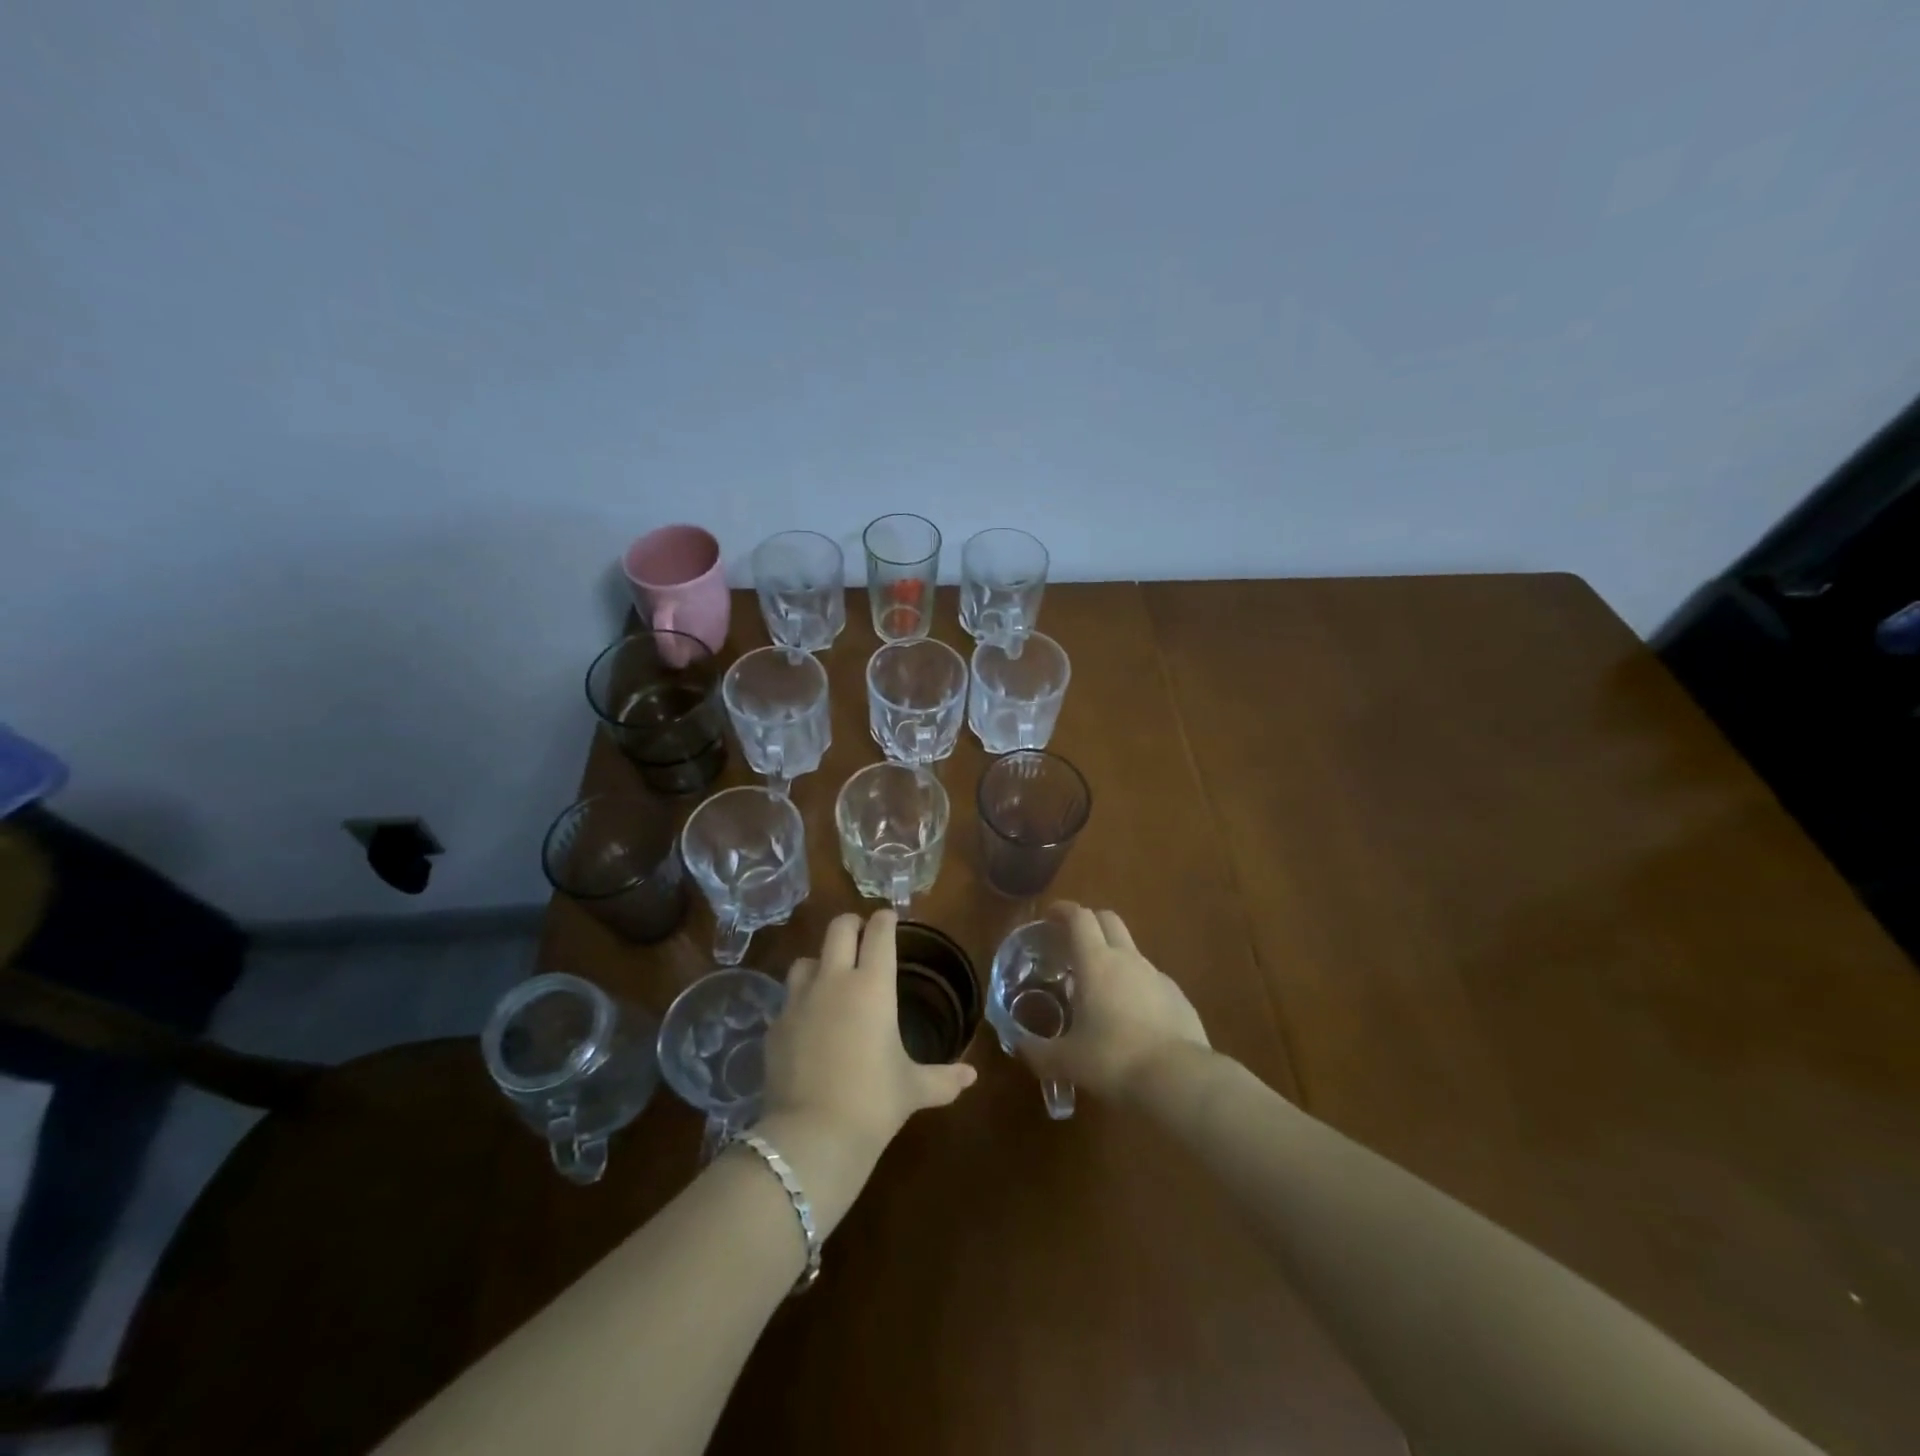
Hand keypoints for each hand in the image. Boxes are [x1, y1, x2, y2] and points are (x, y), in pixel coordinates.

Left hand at [755, 911, 976, 1233]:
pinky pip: (787, 1000)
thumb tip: (972, 1076)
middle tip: (861, 934)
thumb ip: (943, 1078)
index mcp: (873, 987)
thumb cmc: (873, 1102)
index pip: (879, 934)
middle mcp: (834, 981)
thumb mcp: (913, 1089)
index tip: (890, 917)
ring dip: (820, 962)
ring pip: (805, 960)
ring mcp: (798, 1001)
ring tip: (830, 978)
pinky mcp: (774, 1026)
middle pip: (838, 929)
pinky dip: (800, 1002)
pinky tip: (808, 1023)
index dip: (885, 920)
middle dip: (851, 925)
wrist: (812, 1136)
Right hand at [1016, 903, 1210, 1100]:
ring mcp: (1157, 976)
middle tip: (1071, 943)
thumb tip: (1018, 1045)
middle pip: (1108, 920)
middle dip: (1089, 922)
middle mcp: (1128, 959)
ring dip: (1112, 956)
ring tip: (1097, 987)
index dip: (1063, 910)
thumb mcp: (1066, 1061)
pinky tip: (1129, 1016)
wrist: (1180, 1080)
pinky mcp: (1178, 997)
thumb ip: (1037, 1051)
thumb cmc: (1114, 1060)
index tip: (1049, 916)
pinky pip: (1150, 979)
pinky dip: (1134, 984)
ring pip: (1130, 950)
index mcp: (1096, 962)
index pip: (1079, 917)